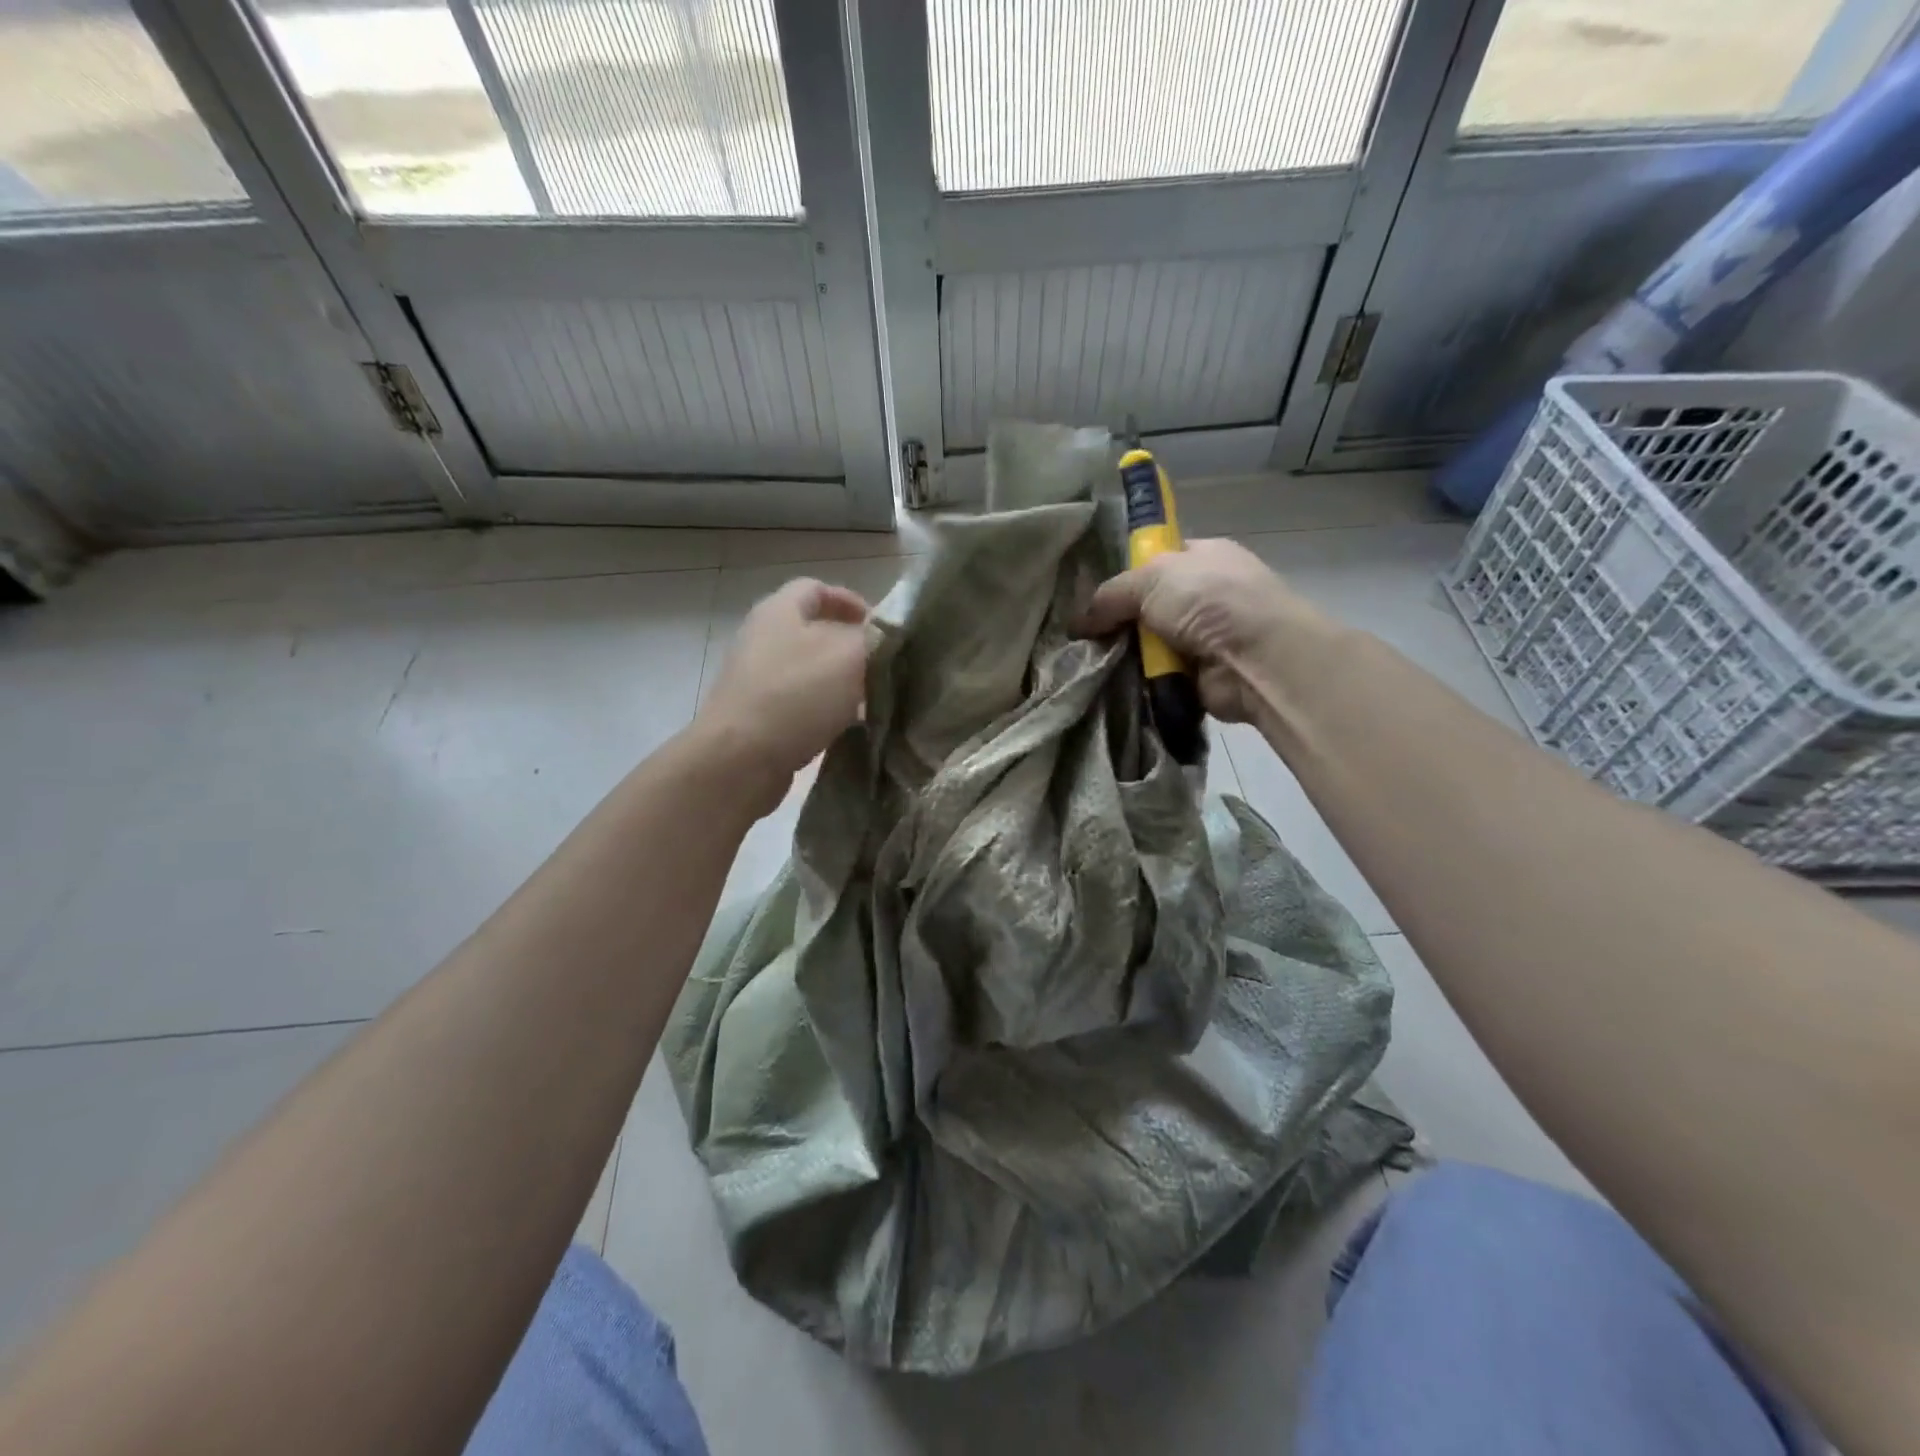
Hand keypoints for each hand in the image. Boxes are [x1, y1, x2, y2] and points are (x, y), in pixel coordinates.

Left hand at [695, 578, 871, 813]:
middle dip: (851, 646)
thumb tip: (883, 638)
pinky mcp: (758, 717)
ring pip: (810, 672)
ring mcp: (757, 680)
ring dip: (842, 683)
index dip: (849, 600)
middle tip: (883, 665)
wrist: (740, 759)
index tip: (879, 625)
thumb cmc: (796, 694)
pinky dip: (826, 712)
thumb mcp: (849, 655)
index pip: (816, 588)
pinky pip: (800, 705)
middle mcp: (763, 639)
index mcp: (779, 611)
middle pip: (813, 632)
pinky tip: (848, 729)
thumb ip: (873, 638)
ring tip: (873, 700)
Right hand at [1076, 539, 1326, 722]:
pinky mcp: (1198, 677)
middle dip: (1119, 621)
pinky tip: (1111, 684)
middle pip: (1148, 607)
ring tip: (1090, 663)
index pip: (1156, 561)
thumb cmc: (1210, 600)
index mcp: (1204, 557)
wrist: (1256, 659)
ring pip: (1148, 645)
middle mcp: (1206, 595)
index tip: (1094, 595)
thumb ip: (1110, 595)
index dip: (1126, 575)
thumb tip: (1077, 623)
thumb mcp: (1151, 579)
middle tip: (1083, 635)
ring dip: (1125, 655)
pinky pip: (1156, 677)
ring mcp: (1204, 638)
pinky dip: (1138, 682)